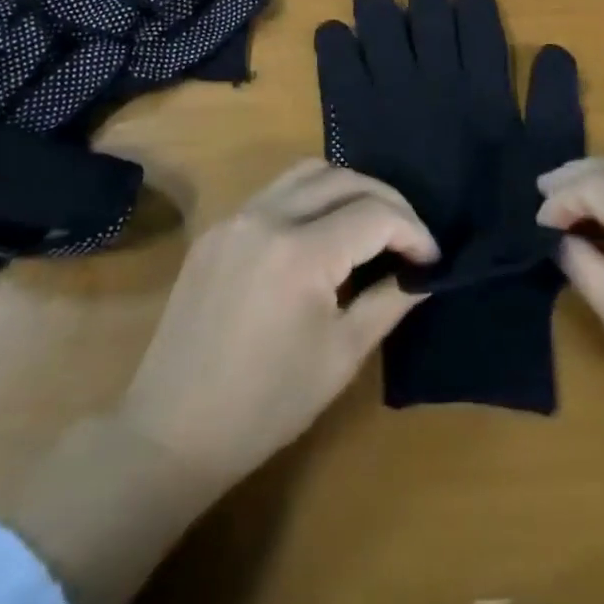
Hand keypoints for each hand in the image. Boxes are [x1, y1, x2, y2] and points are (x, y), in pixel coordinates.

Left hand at [116, 159, 436, 491]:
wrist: (172, 432)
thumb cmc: (266, 405)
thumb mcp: (341, 356)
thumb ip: (388, 301)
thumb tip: (423, 274)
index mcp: (301, 252)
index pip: (375, 215)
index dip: (413, 232)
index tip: (431, 259)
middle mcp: (267, 217)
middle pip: (344, 179)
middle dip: (387, 201)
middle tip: (409, 236)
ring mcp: (237, 217)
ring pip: (307, 172)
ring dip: (347, 187)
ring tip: (370, 222)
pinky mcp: (218, 228)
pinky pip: (275, 190)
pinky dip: (310, 196)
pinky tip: (322, 230)